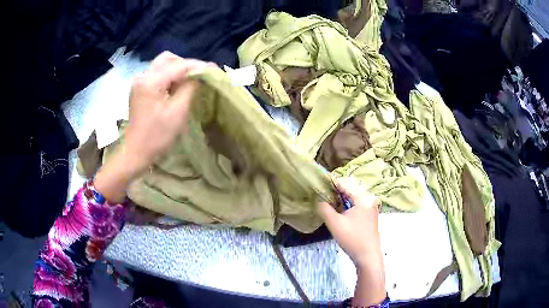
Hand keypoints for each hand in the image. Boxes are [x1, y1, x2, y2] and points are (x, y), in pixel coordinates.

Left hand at [124, 52, 215, 173]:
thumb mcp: (177, 112)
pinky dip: (170, 75)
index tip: (215, 69)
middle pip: (169, 58)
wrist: (135, 152)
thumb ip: (190, 88)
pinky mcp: (139, 87)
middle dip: (187, 65)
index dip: (199, 66)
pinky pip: (158, 73)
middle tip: (201, 77)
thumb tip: (202, 73)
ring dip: (178, 69)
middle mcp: (143, 75)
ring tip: (190, 82)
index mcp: (151, 81)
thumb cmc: (157, 136)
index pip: (179, 65)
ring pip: (163, 64)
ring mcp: (140, 81)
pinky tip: (176, 87)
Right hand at [318, 177, 381, 267]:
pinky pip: (357, 204)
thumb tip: (318, 199)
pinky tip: (340, 212)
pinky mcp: (370, 215)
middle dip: (335, 192)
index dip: (331, 183)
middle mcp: (369, 199)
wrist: (368, 256)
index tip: (318, 185)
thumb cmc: (352, 238)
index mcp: (363, 197)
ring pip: (353, 197)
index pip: (345, 183)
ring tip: (328, 204)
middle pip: (350, 189)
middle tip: (322, 197)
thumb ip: (324, 209)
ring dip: (341, 199)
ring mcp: (371, 207)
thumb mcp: (335, 223)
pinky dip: (347, 205)